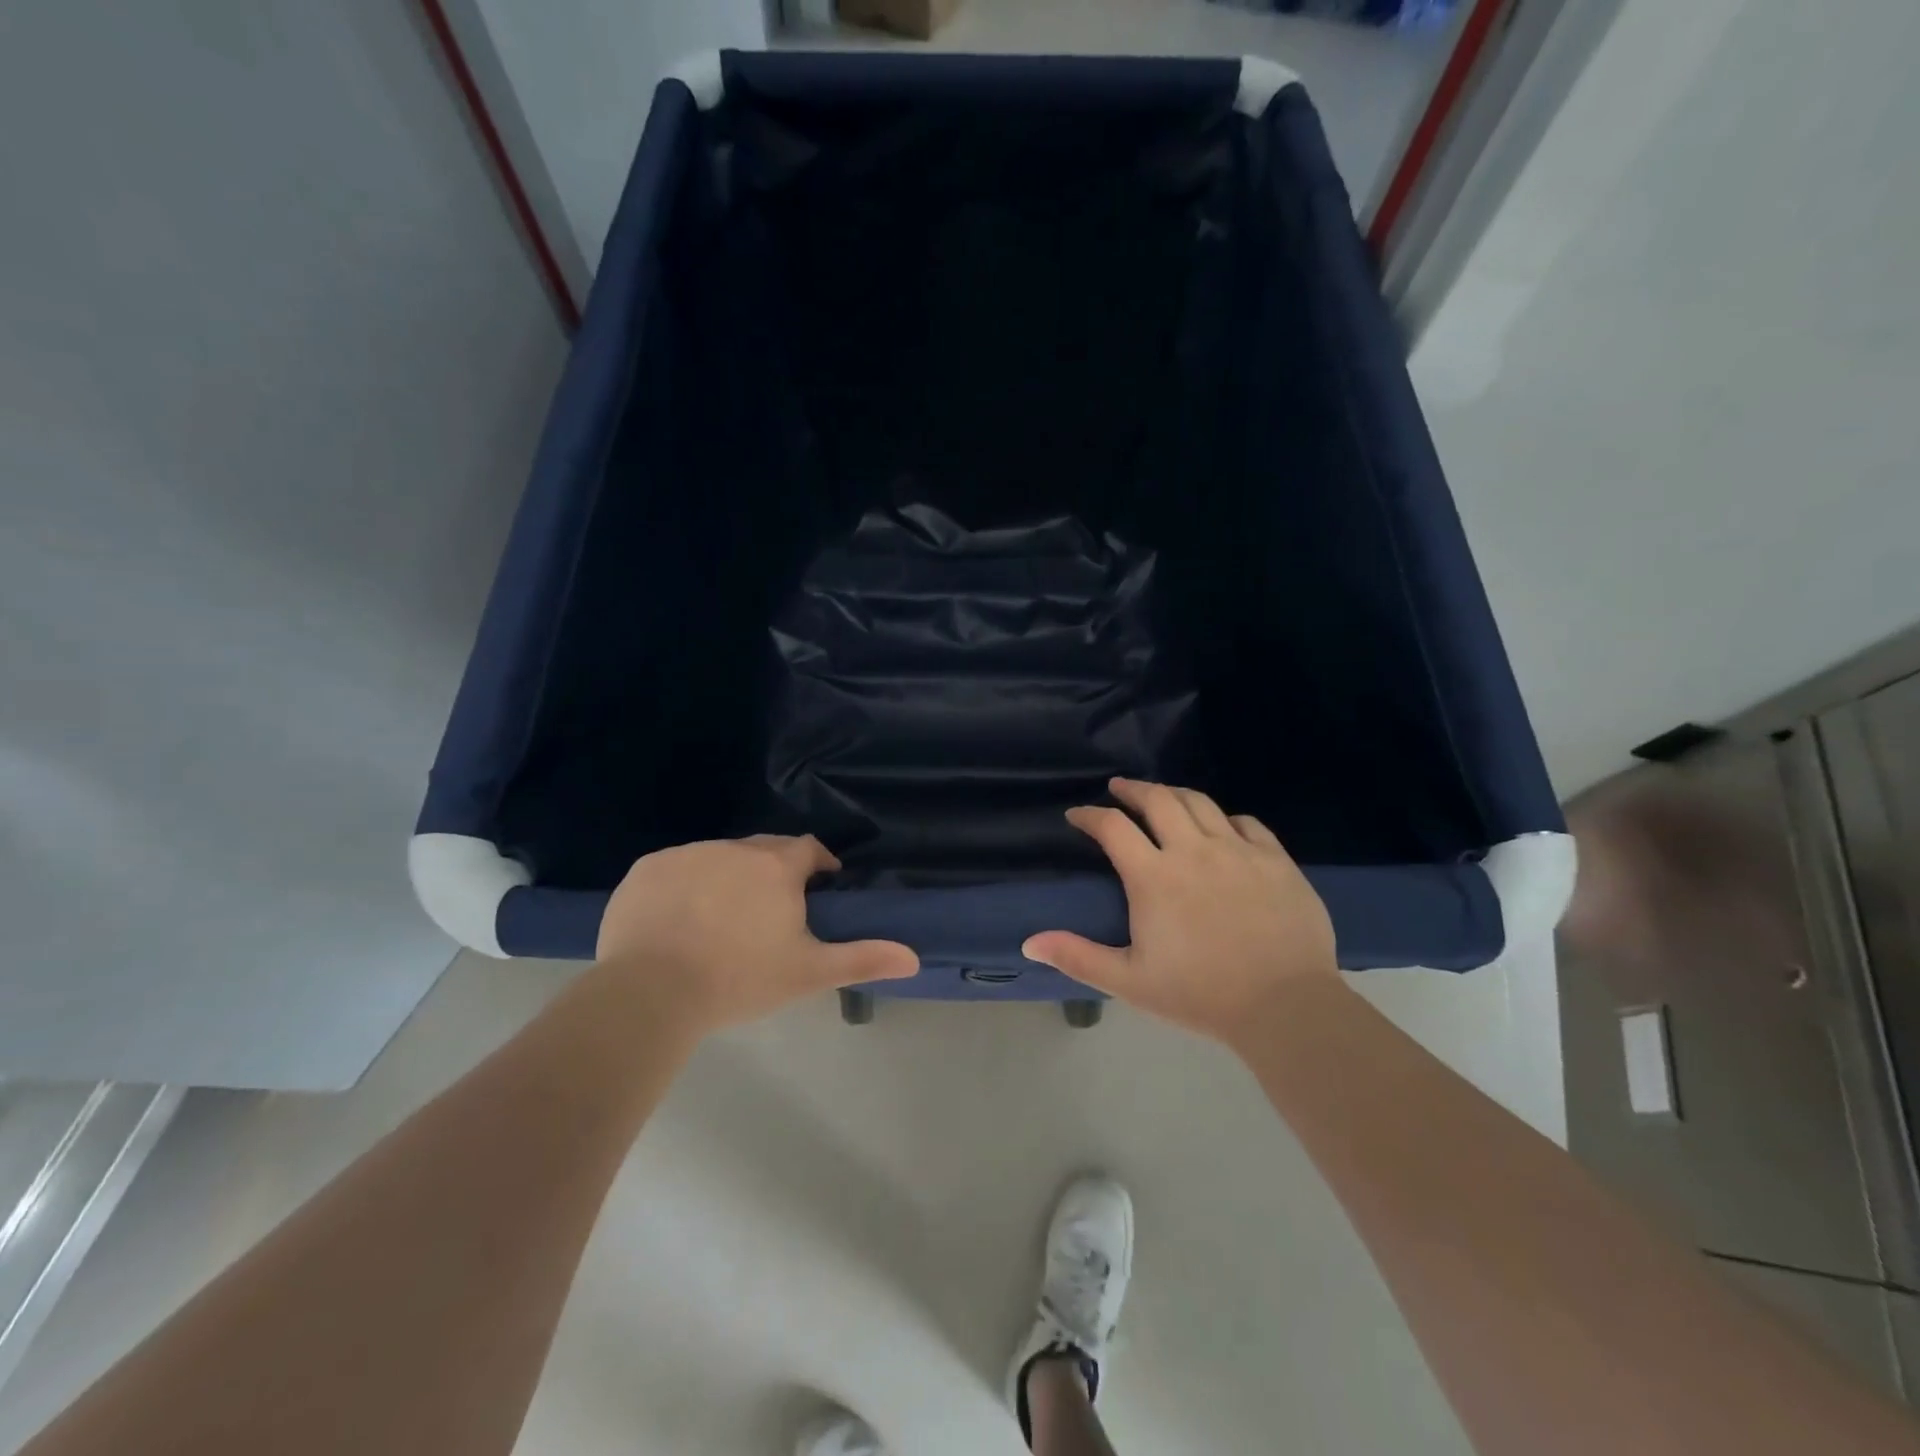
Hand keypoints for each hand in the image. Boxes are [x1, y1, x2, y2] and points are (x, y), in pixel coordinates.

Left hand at [595, 835, 917, 1033]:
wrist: (649, 993)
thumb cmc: (739, 979)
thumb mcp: (807, 973)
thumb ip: (862, 958)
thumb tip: (913, 957)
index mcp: (776, 866)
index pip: (808, 849)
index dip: (818, 866)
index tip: (818, 890)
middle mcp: (733, 848)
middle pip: (763, 850)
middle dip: (773, 872)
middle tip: (769, 915)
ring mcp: (686, 854)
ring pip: (718, 858)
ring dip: (728, 878)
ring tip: (720, 921)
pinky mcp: (646, 869)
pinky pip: (675, 869)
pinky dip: (683, 887)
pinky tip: (676, 922)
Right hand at [1022, 778, 1341, 1046]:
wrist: (1285, 1006)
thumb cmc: (1200, 994)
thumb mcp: (1130, 981)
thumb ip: (1078, 957)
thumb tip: (1028, 943)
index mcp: (1154, 876)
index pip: (1113, 827)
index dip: (1089, 815)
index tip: (1077, 815)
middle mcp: (1193, 850)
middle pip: (1158, 799)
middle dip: (1132, 789)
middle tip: (1118, 788)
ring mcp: (1239, 850)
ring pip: (1201, 802)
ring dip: (1174, 793)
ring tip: (1162, 796)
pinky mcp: (1275, 859)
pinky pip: (1246, 822)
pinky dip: (1224, 817)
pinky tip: (1220, 825)